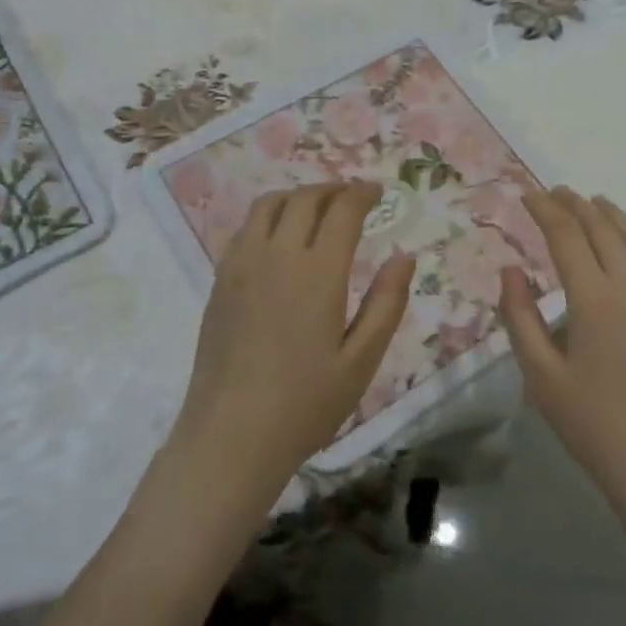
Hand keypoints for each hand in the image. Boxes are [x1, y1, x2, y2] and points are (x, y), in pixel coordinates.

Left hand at [173, 181, 414, 492]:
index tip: (377, 193)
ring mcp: (242, 265)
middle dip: (333, 189)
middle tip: (352, 198)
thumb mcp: (362, 360)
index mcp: (318, 272)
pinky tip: (280, 238)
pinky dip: (269, 216)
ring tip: (317, 209)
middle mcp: (277, 256)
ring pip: (269, 205)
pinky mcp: (221, 281)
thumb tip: (405, 257)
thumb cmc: (306, 403)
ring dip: (298, 196)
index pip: (342, 210)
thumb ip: (387, 303)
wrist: (231, 436)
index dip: (362, 194)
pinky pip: (245, 229)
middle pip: (304, 198)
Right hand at [499, 187, 625, 504]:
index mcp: (595, 298)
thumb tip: (510, 270)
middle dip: (575, 204)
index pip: (567, 235)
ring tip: (588, 200)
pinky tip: (622, 240)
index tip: (525, 195)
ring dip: (607, 213)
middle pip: (602, 227)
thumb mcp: (541, 375)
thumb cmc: (592, 422)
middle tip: (552, 191)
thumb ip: (520, 317)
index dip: (544, 210)